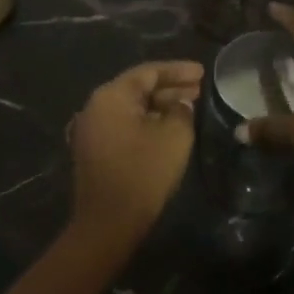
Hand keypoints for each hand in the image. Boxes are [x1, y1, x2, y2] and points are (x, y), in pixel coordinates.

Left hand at [70, 60, 203, 235]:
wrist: (107, 223)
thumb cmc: (142, 174)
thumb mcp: (174, 138)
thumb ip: (181, 112)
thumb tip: (180, 105)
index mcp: (111, 96)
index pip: (148, 72)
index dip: (178, 71)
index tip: (202, 72)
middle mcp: (95, 106)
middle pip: (137, 88)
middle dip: (169, 87)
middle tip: (199, 89)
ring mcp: (90, 128)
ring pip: (130, 107)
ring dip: (158, 105)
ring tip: (188, 106)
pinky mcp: (93, 149)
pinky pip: (123, 124)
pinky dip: (145, 121)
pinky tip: (166, 127)